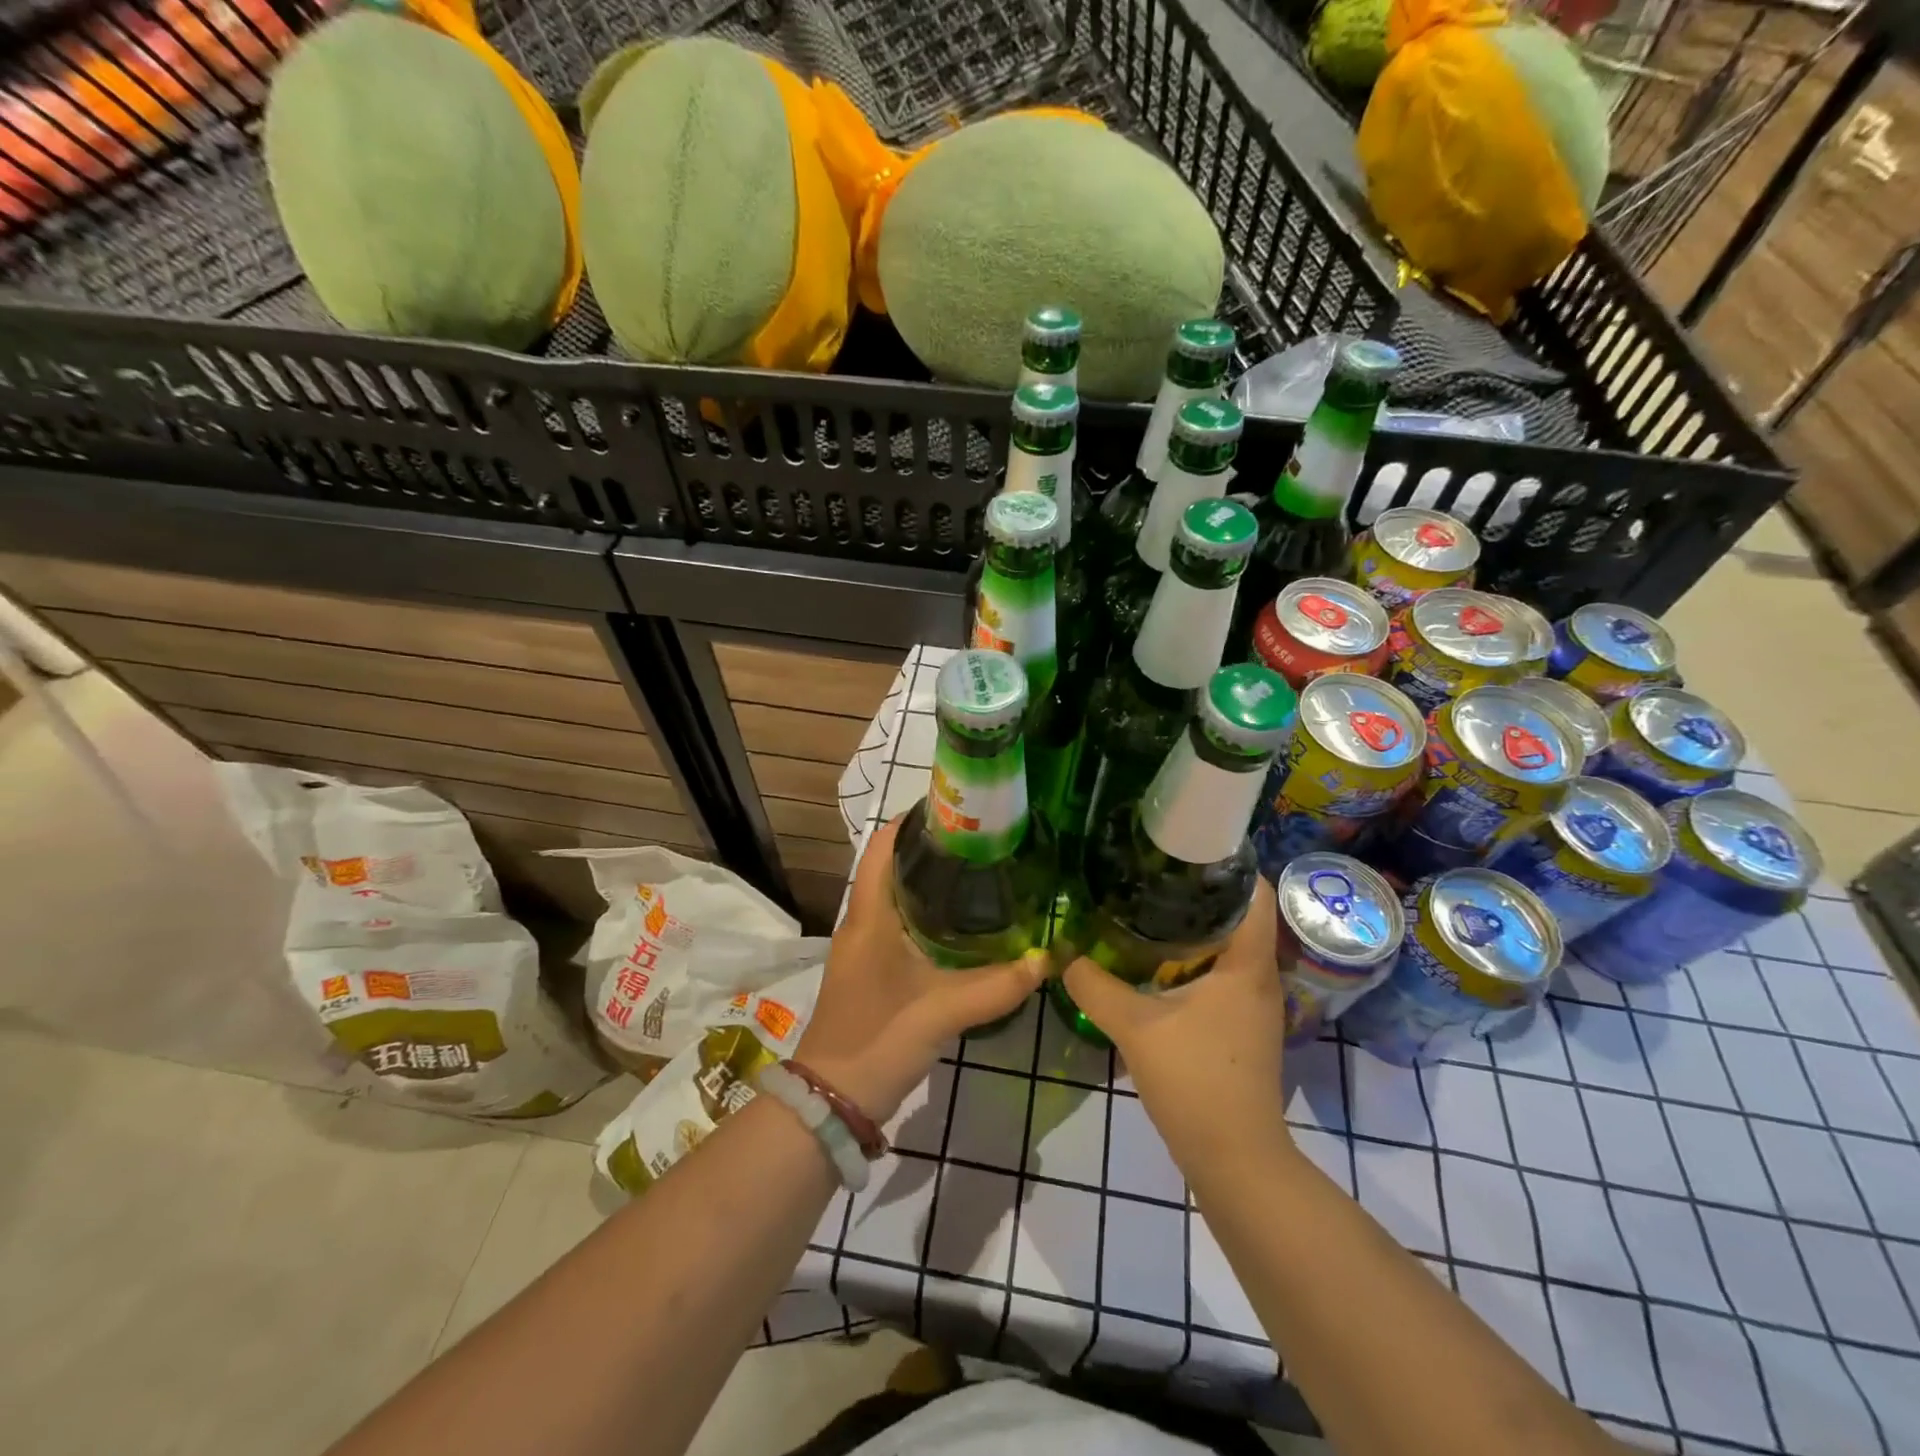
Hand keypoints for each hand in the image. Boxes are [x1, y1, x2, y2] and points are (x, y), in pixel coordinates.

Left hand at [796, 817, 1047, 1123]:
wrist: (833, 1100)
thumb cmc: (879, 1039)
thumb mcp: (943, 1010)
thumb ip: (998, 985)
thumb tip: (1049, 958)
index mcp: (869, 915)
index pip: (881, 847)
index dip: (910, 821)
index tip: (954, 809)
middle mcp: (861, 922)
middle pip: (889, 866)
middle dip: (929, 849)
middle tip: (980, 840)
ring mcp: (863, 947)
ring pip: (894, 896)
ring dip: (926, 881)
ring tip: (977, 871)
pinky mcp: (871, 970)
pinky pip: (897, 924)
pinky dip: (925, 912)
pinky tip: (959, 924)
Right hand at [1062, 883, 1291, 1176]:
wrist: (1235, 1160)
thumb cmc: (1197, 1082)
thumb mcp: (1135, 1027)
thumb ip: (1095, 985)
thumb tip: (1062, 953)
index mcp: (1247, 964)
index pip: (1254, 892)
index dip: (1227, 861)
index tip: (1183, 842)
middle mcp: (1259, 976)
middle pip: (1237, 914)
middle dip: (1197, 889)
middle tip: (1150, 869)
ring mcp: (1253, 1004)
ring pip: (1227, 946)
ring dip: (1193, 925)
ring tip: (1146, 904)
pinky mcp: (1241, 1026)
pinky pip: (1220, 973)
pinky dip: (1192, 958)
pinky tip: (1154, 960)